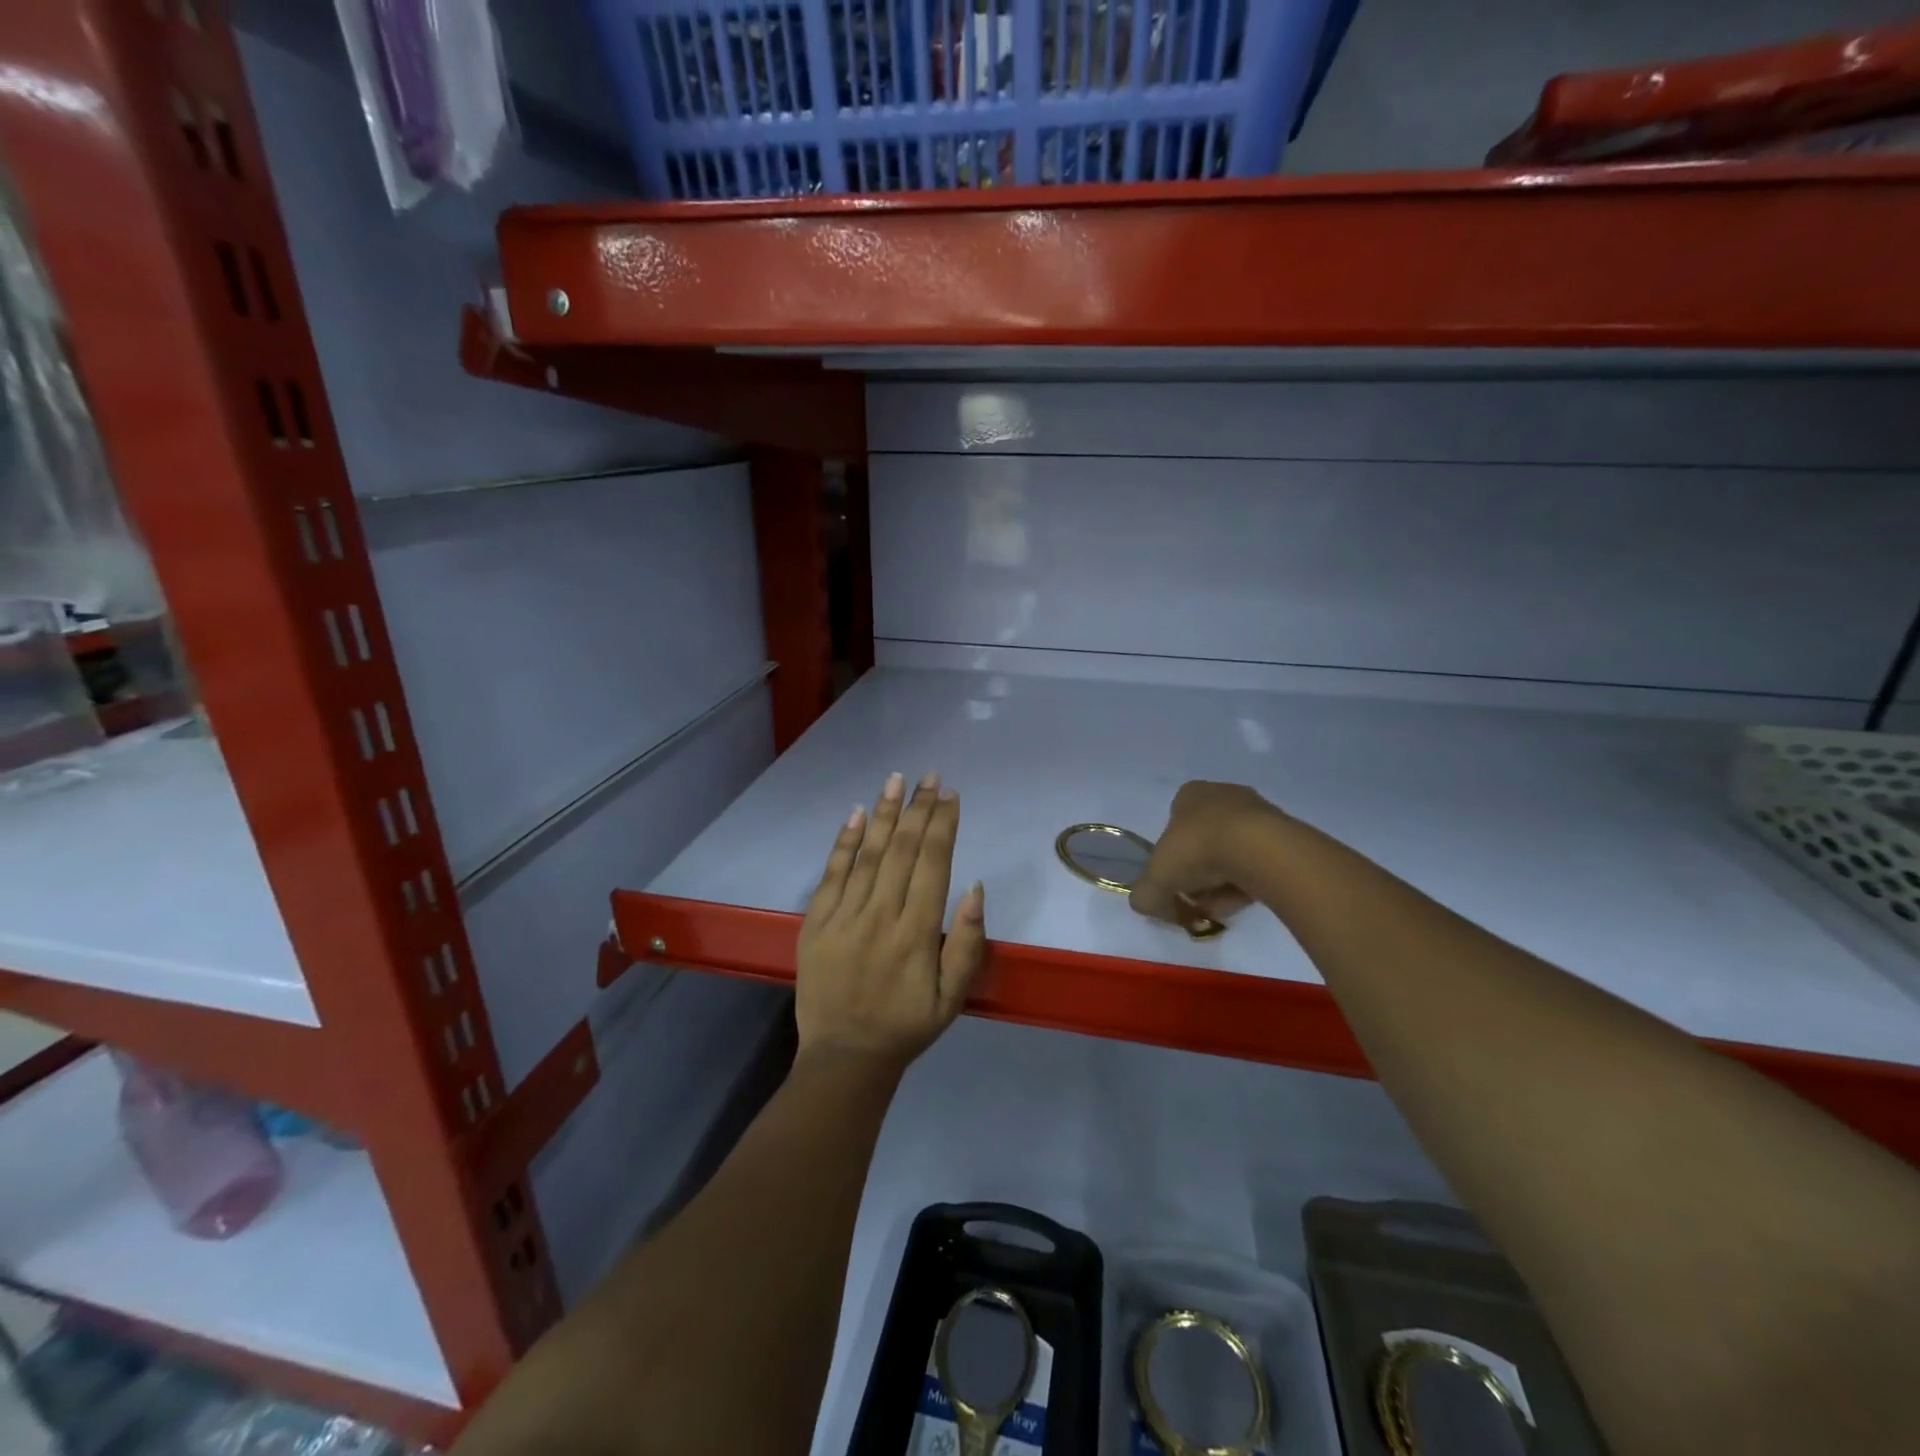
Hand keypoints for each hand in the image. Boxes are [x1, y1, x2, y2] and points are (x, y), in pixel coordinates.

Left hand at [795, 771, 986, 1069]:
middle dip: (919, 809)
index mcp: (916, 933)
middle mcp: (881, 915)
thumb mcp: (953, 997)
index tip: (950, 795)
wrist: (845, 1057)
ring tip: (898, 780)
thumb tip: (975, 887)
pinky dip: (844, 842)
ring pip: (868, 854)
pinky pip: (831, 874)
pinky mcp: (815, 923)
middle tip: (930, 777)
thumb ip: (966, 942)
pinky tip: (858, 814)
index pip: (933, 864)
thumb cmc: (907, 1026)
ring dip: (886, 814)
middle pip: (903, 850)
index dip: (943, 825)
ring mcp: (844, 917)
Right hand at [1130, 781, 1285, 929]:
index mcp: (1190, 794)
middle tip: (1196, 900)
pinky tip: (1243, 902)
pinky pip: (1258, 862)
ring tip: (1220, 908)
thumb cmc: (1198, 850)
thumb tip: (1147, 904)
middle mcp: (1223, 795)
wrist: (1260, 849)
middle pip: (1203, 841)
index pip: (1173, 825)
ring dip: (1222, 883)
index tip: (1174, 883)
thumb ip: (1144, 894)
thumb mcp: (1156, 878)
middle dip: (1198, 874)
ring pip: (1231, 854)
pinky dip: (1247, 883)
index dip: (1170, 858)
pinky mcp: (1283, 834)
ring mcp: (1257, 813)